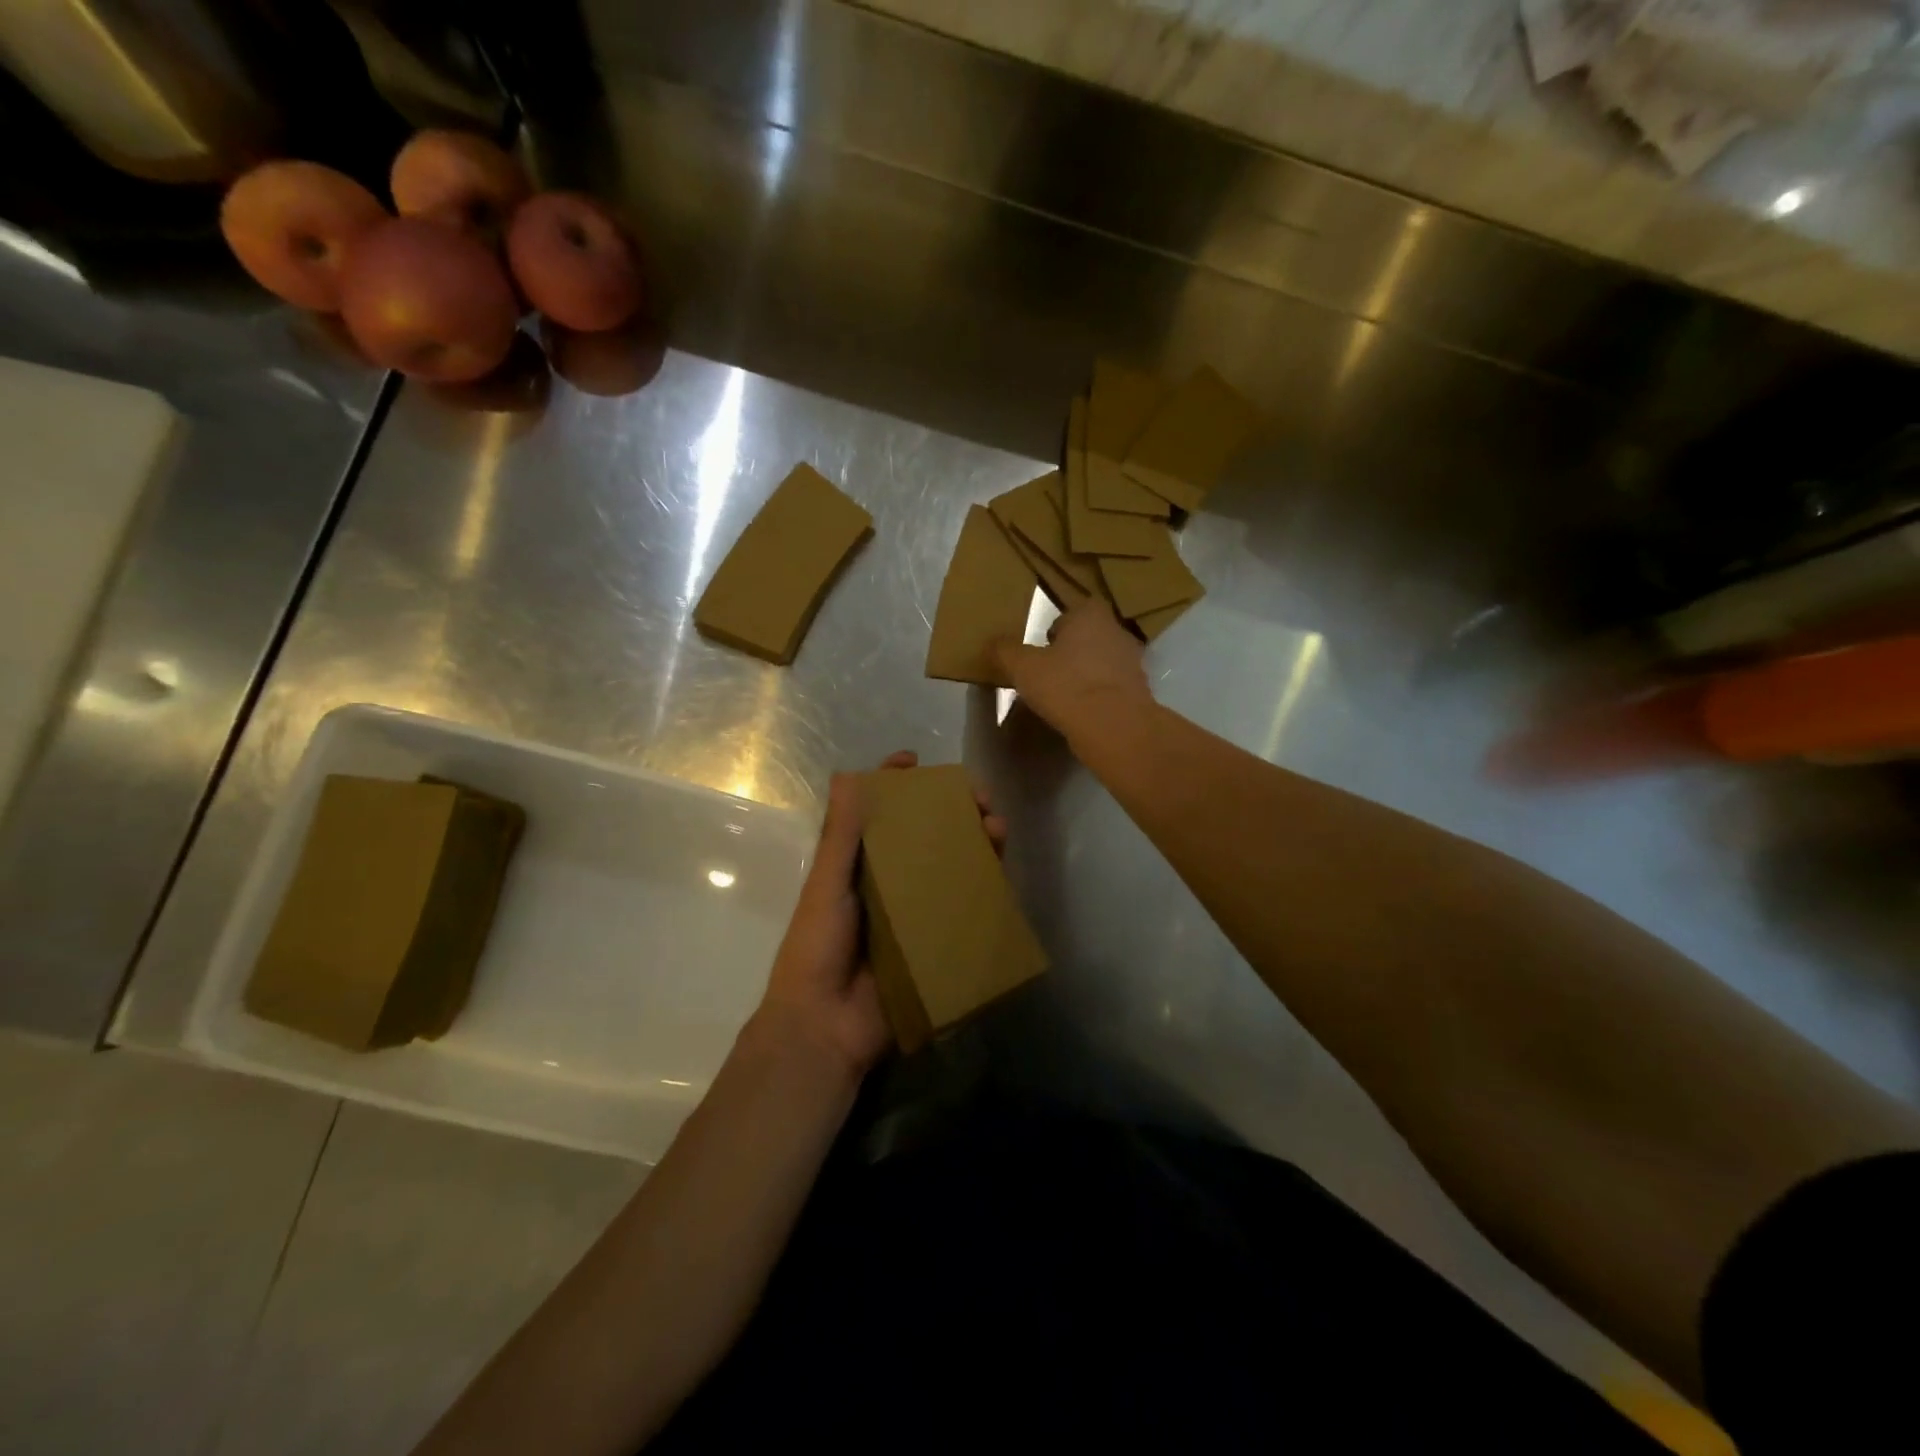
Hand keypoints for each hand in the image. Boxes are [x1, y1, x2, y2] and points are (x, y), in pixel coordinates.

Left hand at [752, 751, 1006, 1077]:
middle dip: (953, 811)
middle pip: (926, 835)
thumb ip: (841, 835)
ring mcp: (917, 913)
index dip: (897, 784)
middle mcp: (891, 882)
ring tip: (996, 827)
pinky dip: (985, 888)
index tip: (917, 760)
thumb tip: (849, 773)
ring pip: (952, 867)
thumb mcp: (828, 885)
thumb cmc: (817, 947)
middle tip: (979, 798)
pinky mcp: (938, 943)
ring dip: (976, 842)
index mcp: (859, 866)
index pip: (880, 813)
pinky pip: (966, 910)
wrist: (826, 1027)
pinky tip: (1002, 871)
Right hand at [991, 594, 1153, 744]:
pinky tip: (1083, 712)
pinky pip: (1112, 688)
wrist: (1113, 726)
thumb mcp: (1022, 666)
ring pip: (1102, 662)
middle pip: (1088, 636)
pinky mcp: (1139, 692)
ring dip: (1086, 674)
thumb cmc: (1066, 685)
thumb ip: (1006, 650)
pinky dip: (1099, 696)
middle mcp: (1117, 631)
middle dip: (1071, 651)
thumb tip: (994, 643)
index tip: (1040, 649)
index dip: (1055, 629)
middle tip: (1048, 672)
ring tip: (1064, 696)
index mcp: (1090, 614)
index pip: (1072, 610)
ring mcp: (1133, 662)